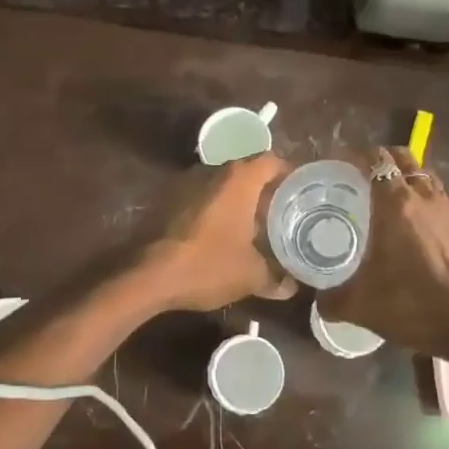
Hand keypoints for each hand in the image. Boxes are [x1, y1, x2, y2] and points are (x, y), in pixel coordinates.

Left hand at [137, 153, 298, 310]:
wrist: (148, 275)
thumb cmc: (208, 265)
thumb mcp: (250, 276)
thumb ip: (275, 278)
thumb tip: (291, 287)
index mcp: (238, 179)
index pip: (272, 162)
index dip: (288, 175)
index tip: (300, 193)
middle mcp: (213, 171)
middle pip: (247, 172)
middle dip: (265, 192)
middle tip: (281, 214)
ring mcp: (187, 183)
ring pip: (223, 185)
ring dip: (238, 202)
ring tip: (255, 227)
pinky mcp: (169, 200)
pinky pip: (203, 197)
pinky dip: (217, 210)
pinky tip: (223, 235)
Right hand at [318, 148, 448, 360]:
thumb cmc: (410, 305)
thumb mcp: (360, 305)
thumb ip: (331, 299)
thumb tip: (318, 300)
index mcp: (394, 204)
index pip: (376, 160)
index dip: (356, 156)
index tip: (340, 166)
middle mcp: (422, 197)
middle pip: (403, 157)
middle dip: (382, 159)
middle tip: (362, 177)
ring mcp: (447, 209)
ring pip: (424, 175)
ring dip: (406, 176)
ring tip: (388, 196)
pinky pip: (439, 196)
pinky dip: (424, 197)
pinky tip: (414, 222)